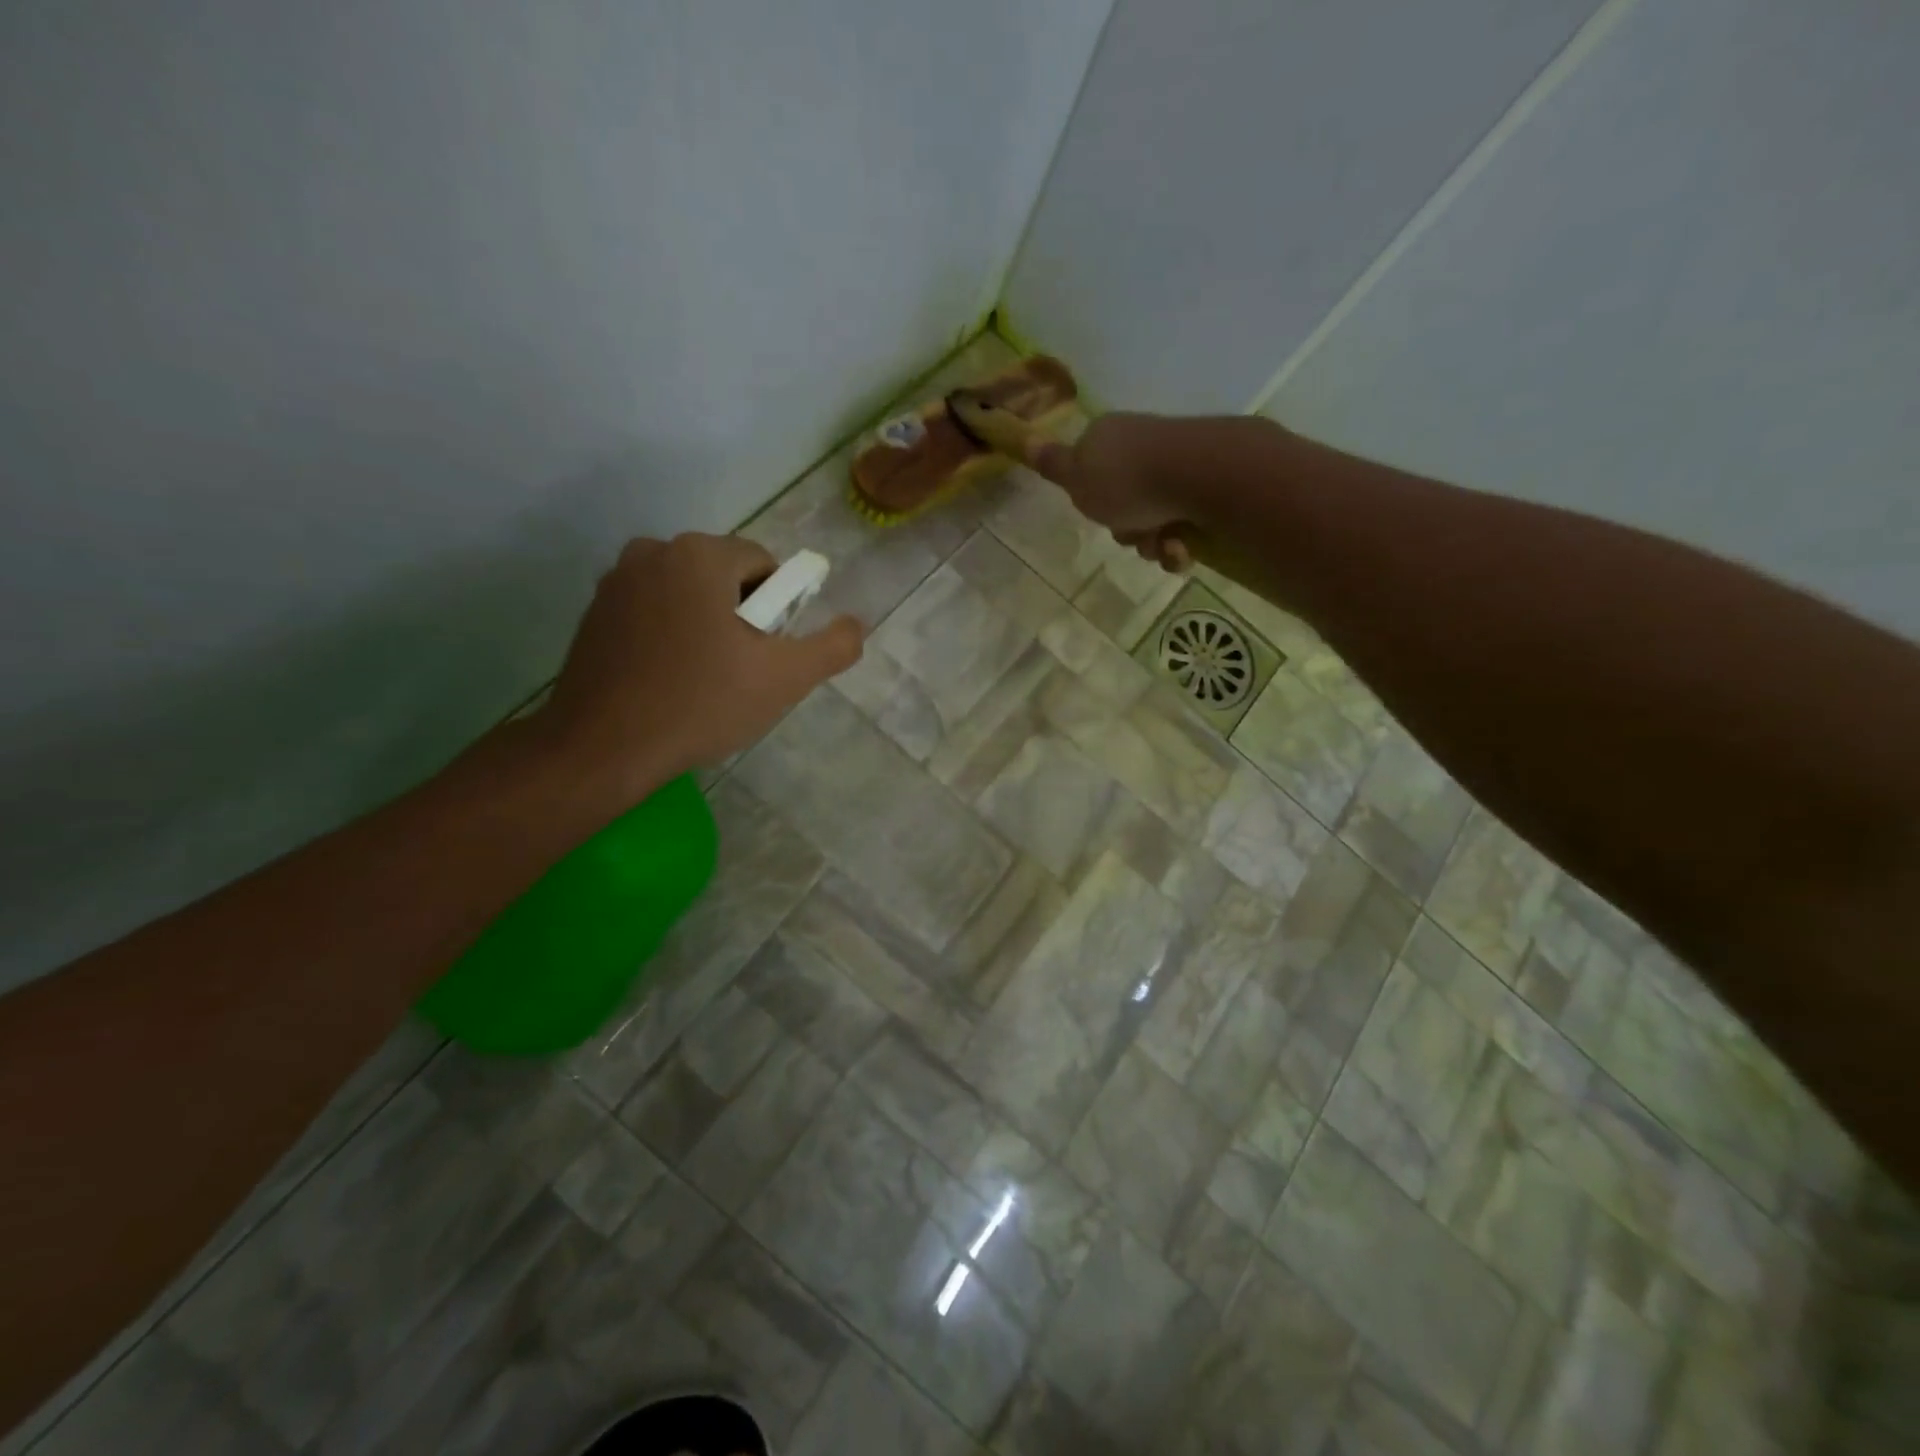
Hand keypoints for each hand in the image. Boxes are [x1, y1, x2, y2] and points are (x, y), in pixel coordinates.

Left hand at [540, 533, 862, 804]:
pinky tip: (668, 680)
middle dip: (741, 616)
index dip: (778, 609)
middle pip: (724, 576)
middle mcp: (653, 551)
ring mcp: (616, 581)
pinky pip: (653, 611)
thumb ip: (832, 647)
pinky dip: (670, 635)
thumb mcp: (784, 679)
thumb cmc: (700, 704)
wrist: (603, 748)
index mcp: (699, 554)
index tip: (767, 653)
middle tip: (740, 671)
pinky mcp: (593, 613)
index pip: (764, 564)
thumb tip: (856, 625)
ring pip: (687, 594)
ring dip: (706, 625)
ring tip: (703, 679)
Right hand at [1032, 412, 1197, 570]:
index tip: (1096, 511)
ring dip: (1153, 543)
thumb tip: (1024, 438)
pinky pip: (1183, 523)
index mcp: (1108, 438)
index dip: (1090, 499)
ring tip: (1164, 545)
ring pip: (1153, 518)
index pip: (1089, 472)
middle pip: (1122, 502)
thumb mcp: (1076, 476)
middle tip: (1132, 533)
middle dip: (1126, 529)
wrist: (1198, 475)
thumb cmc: (1126, 480)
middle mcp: (1141, 446)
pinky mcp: (1205, 485)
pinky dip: (1180, 543)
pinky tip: (1183, 547)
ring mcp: (1176, 464)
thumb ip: (1052, 464)